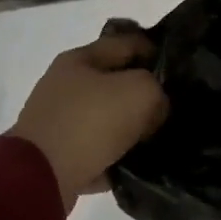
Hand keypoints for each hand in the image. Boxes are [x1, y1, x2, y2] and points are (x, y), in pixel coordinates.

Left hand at [10, 28, 168, 211]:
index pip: (126, 43)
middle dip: (143, 92)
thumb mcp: (140, 91)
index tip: (179, 69)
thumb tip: (156, 107)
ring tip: (157, 138)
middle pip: (115, 81)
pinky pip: (96, 150)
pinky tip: (135, 164)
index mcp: (80, 59)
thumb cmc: (91, 122)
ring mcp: (58, 121)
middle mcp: (65, 85)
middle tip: (171, 106)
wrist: (41, 177)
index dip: (156, 51)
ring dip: (129, 127)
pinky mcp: (57, 154)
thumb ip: (157, 89)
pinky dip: (114, 156)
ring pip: (106, 117)